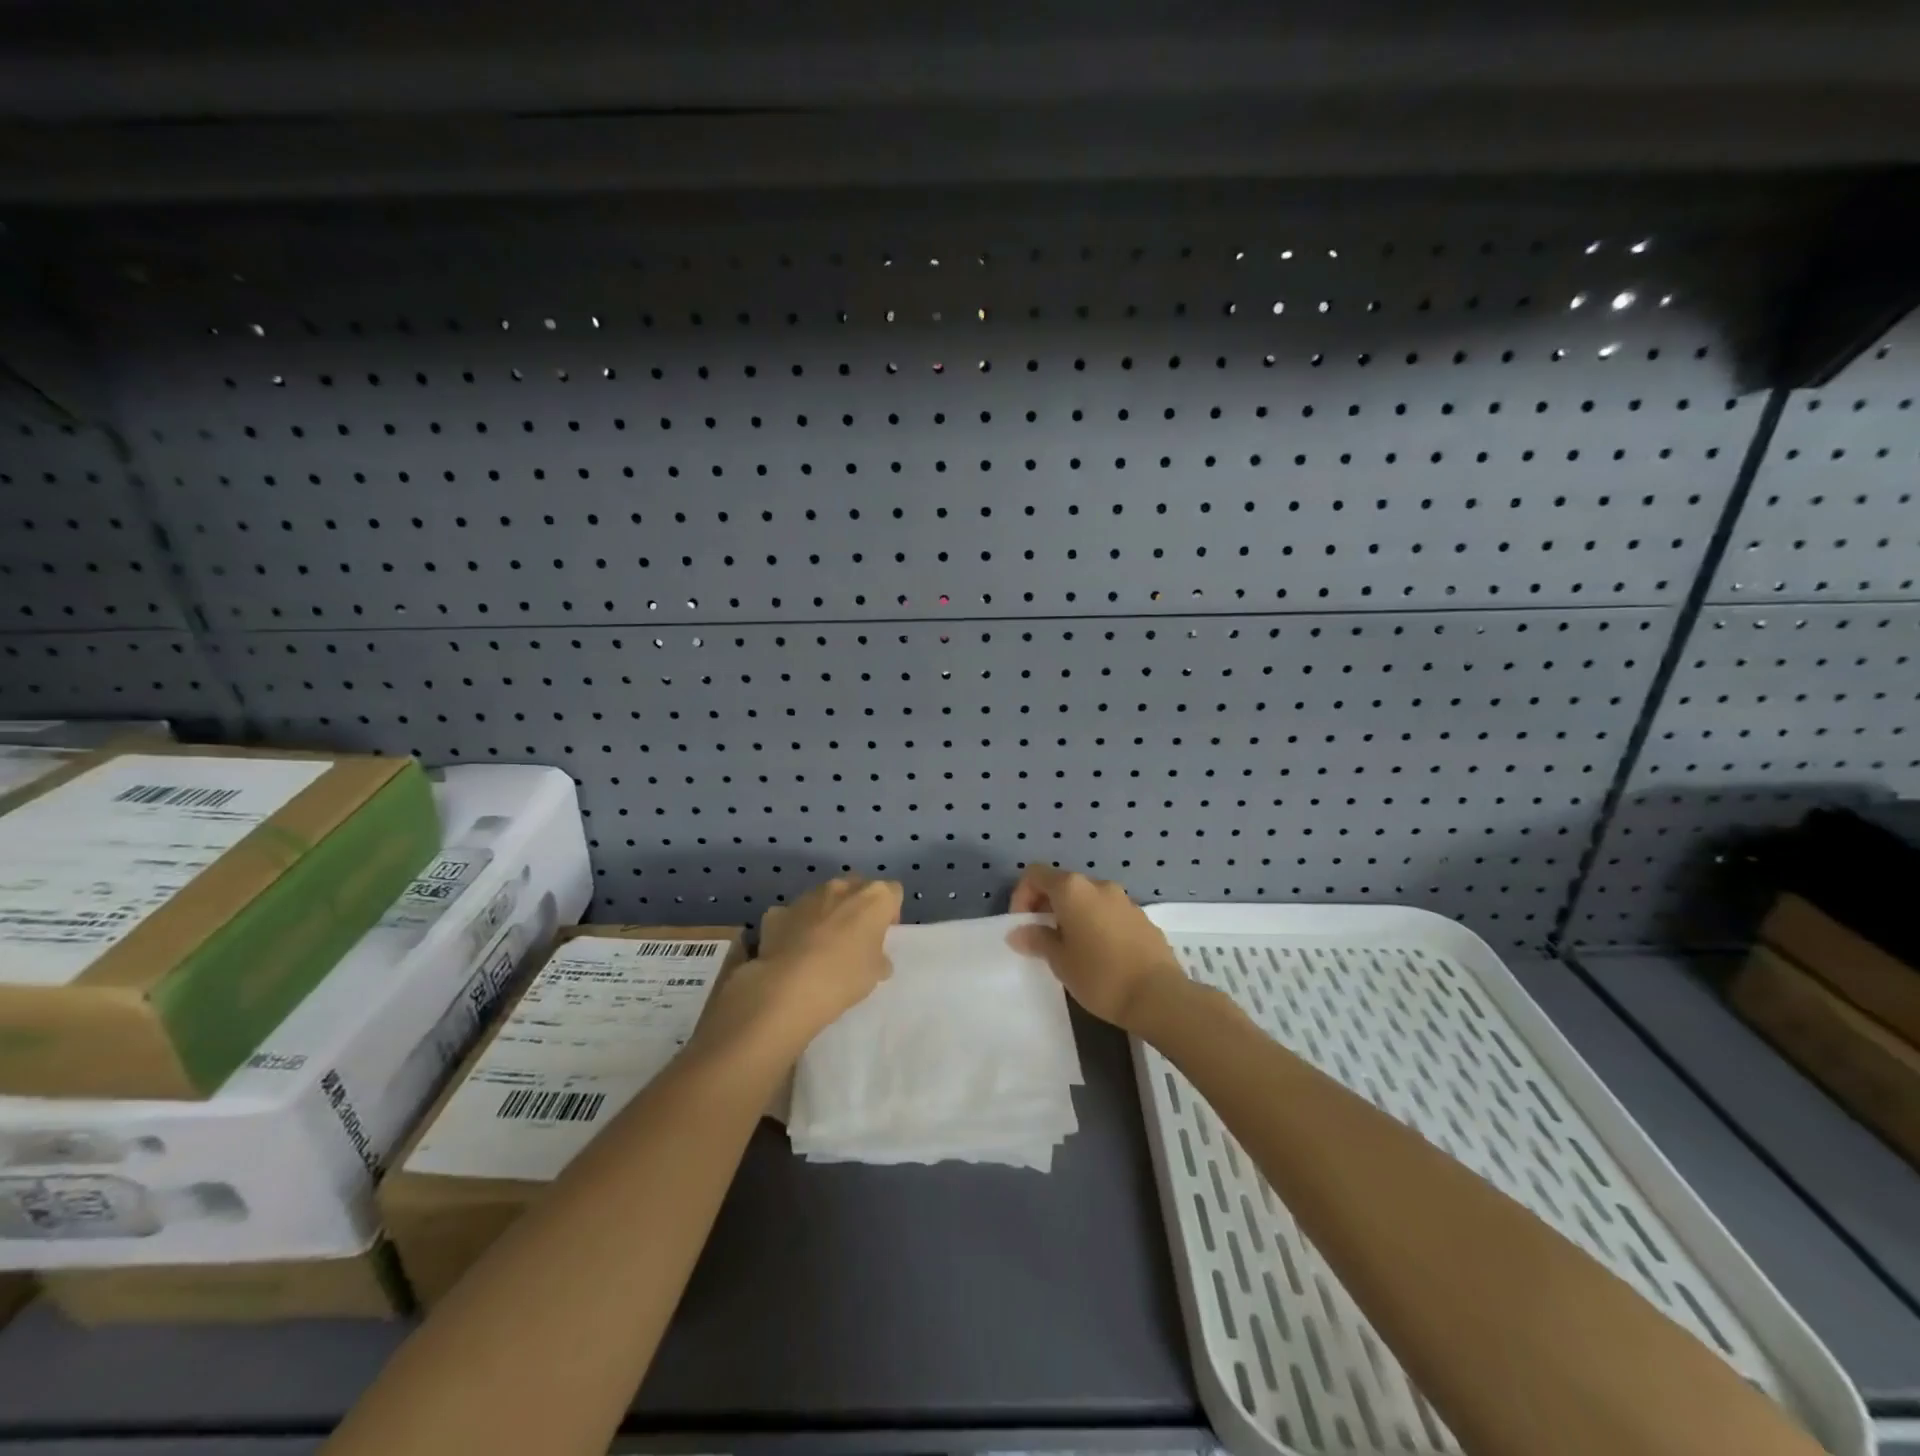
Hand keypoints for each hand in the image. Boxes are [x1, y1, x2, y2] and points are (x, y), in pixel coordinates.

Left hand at [702, 877, 901, 1056]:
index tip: (882, 936)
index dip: (890, 913)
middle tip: (854, 938)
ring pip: (824, 898)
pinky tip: (793, 952)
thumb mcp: (876, 973)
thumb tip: (875, 958)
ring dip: (827, 914)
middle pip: (858, 888)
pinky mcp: (778, 911)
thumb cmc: (844, 976)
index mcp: (874, 897)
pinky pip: (794, 914)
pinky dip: (796, 927)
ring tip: (820, 947)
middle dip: (858, 907)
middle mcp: (842, 887)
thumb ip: (879, 958)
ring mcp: (807, 896)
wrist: (788, 987)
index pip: (892, 892)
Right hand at [1008, 865, 1188, 1033]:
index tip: (1023, 925)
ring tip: (1071, 949)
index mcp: (1073, 890)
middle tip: (1043, 940)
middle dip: (1047, 907)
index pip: (1036, 874)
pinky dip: (1096, 924)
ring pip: (1087, 899)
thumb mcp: (1060, 961)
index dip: (1022, 895)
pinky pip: (1109, 912)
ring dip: (1073, 916)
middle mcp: (1098, 885)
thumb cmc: (1100, 976)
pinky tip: (1100, 955)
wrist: (1159, 996)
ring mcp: (1124, 899)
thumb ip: (1037, 940)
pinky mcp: (1142, 917)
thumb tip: (1019, 932)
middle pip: (1063, 884)